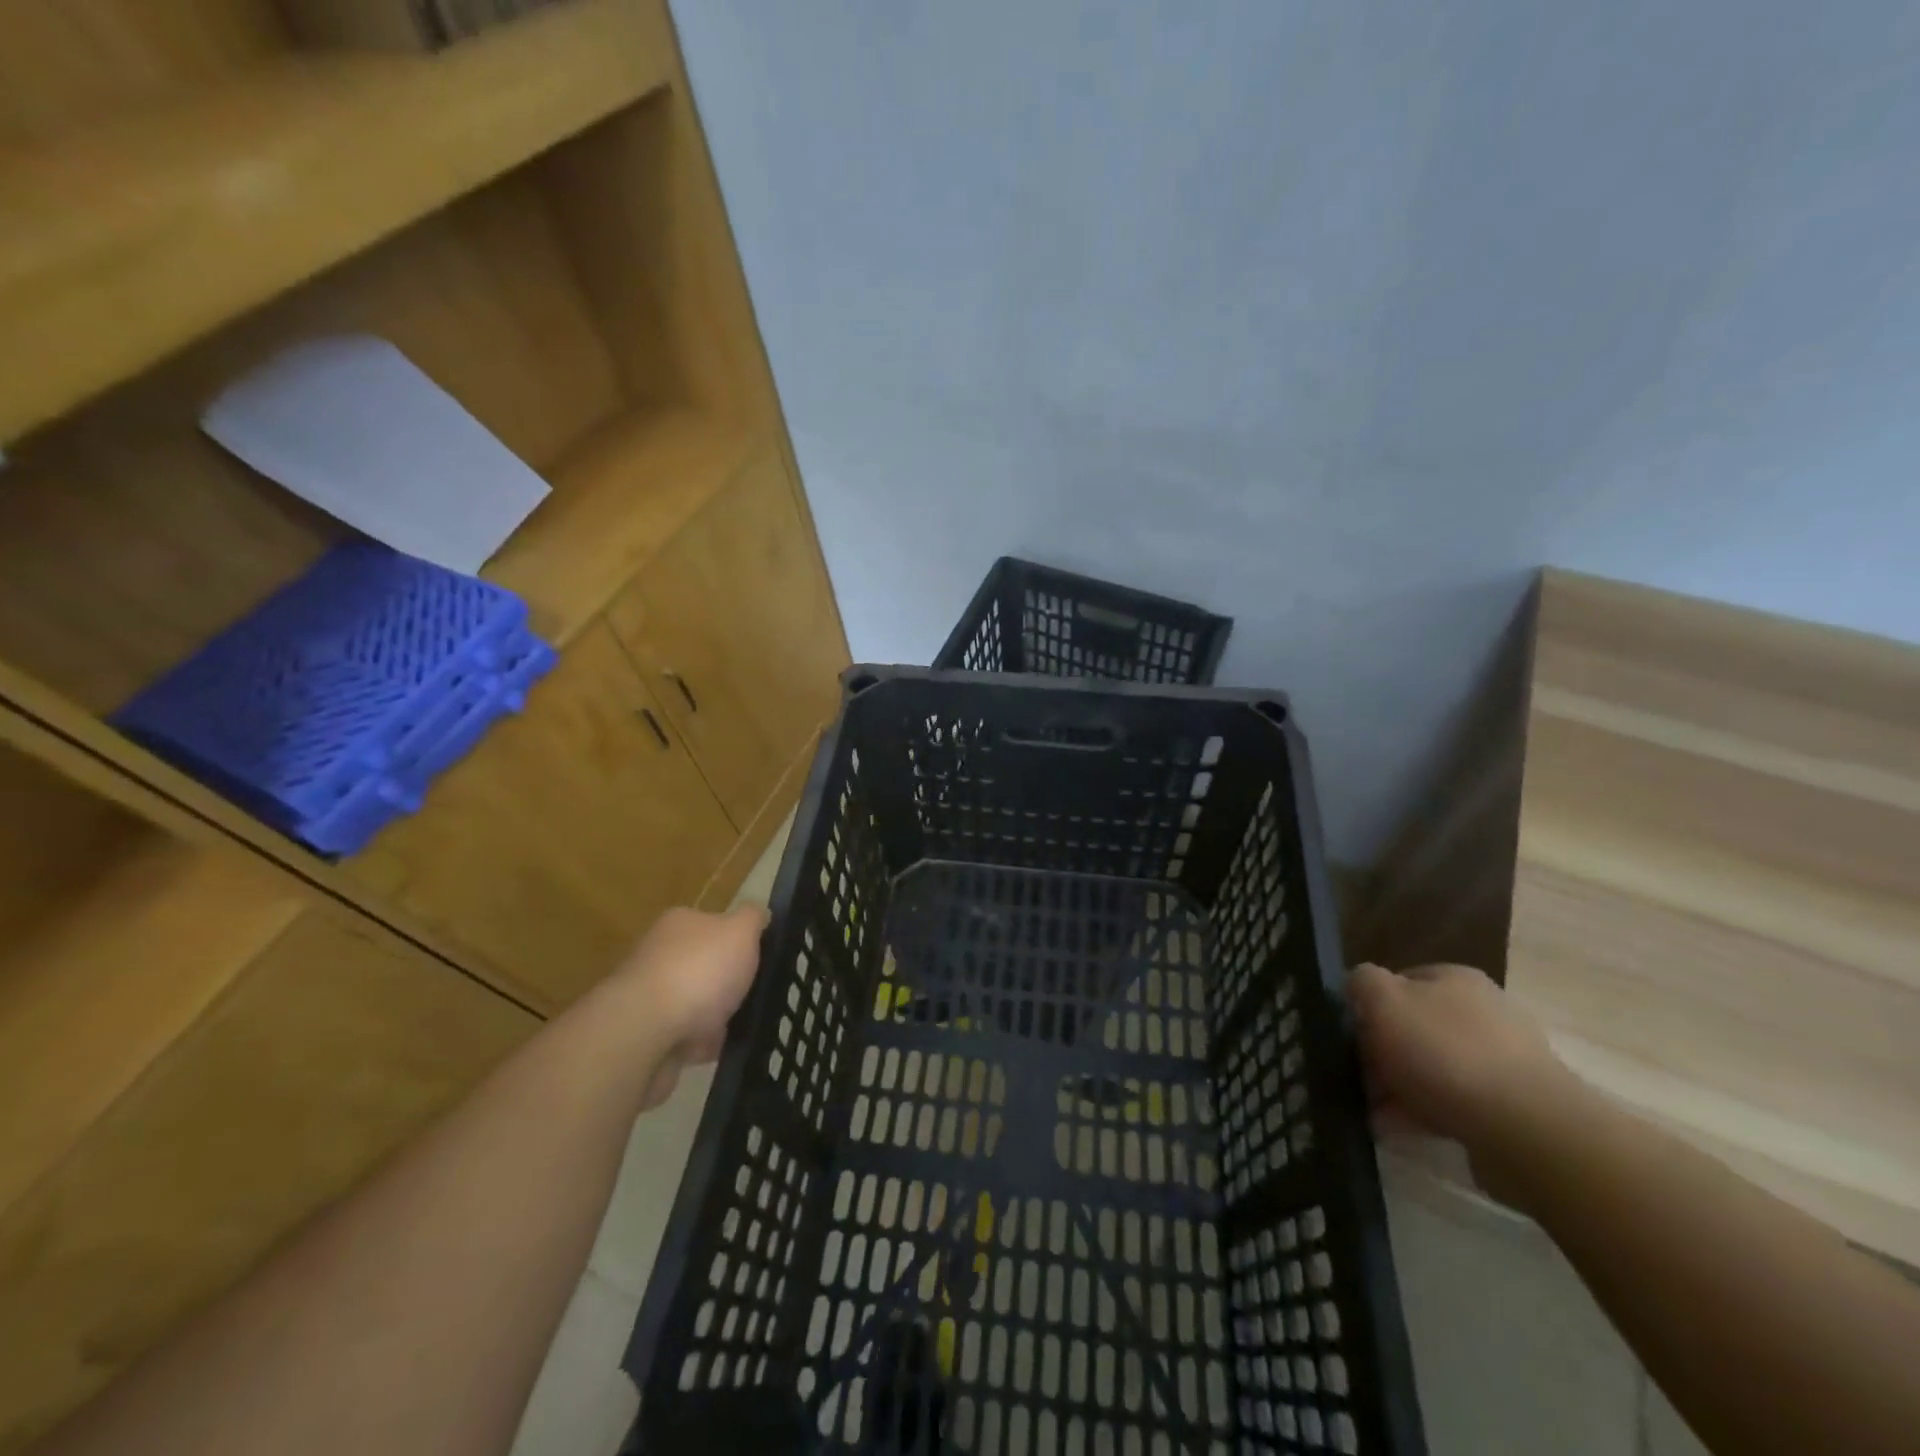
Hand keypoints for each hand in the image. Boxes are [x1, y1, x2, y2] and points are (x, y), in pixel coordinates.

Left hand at [612, 905, 769, 1108]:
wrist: (643, 1034)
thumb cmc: (698, 972)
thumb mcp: (740, 931)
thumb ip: (753, 918)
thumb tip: (759, 914)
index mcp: (679, 923)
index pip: (713, 924)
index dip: (738, 941)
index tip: (759, 960)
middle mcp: (658, 954)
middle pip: (704, 965)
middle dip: (727, 984)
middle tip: (753, 995)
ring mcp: (647, 997)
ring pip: (694, 1004)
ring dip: (714, 1018)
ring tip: (738, 1028)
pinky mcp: (642, 1036)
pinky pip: (682, 1037)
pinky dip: (699, 1045)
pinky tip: (714, 1051)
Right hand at [1350, 961, 1573, 1156]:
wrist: (1526, 1129)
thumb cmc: (1445, 1052)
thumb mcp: (1383, 1000)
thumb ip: (1362, 982)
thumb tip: (1358, 986)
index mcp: (1456, 979)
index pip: (1399, 981)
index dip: (1369, 1006)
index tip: (1351, 1035)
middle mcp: (1485, 1012)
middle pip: (1416, 1027)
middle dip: (1384, 1054)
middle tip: (1358, 1079)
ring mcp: (1505, 1062)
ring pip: (1434, 1069)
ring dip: (1401, 1088)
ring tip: (1373, 1113)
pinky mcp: (1515, 1108)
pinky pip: (1456, 1105)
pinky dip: (1426, 1115)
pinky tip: (1401, 1130)